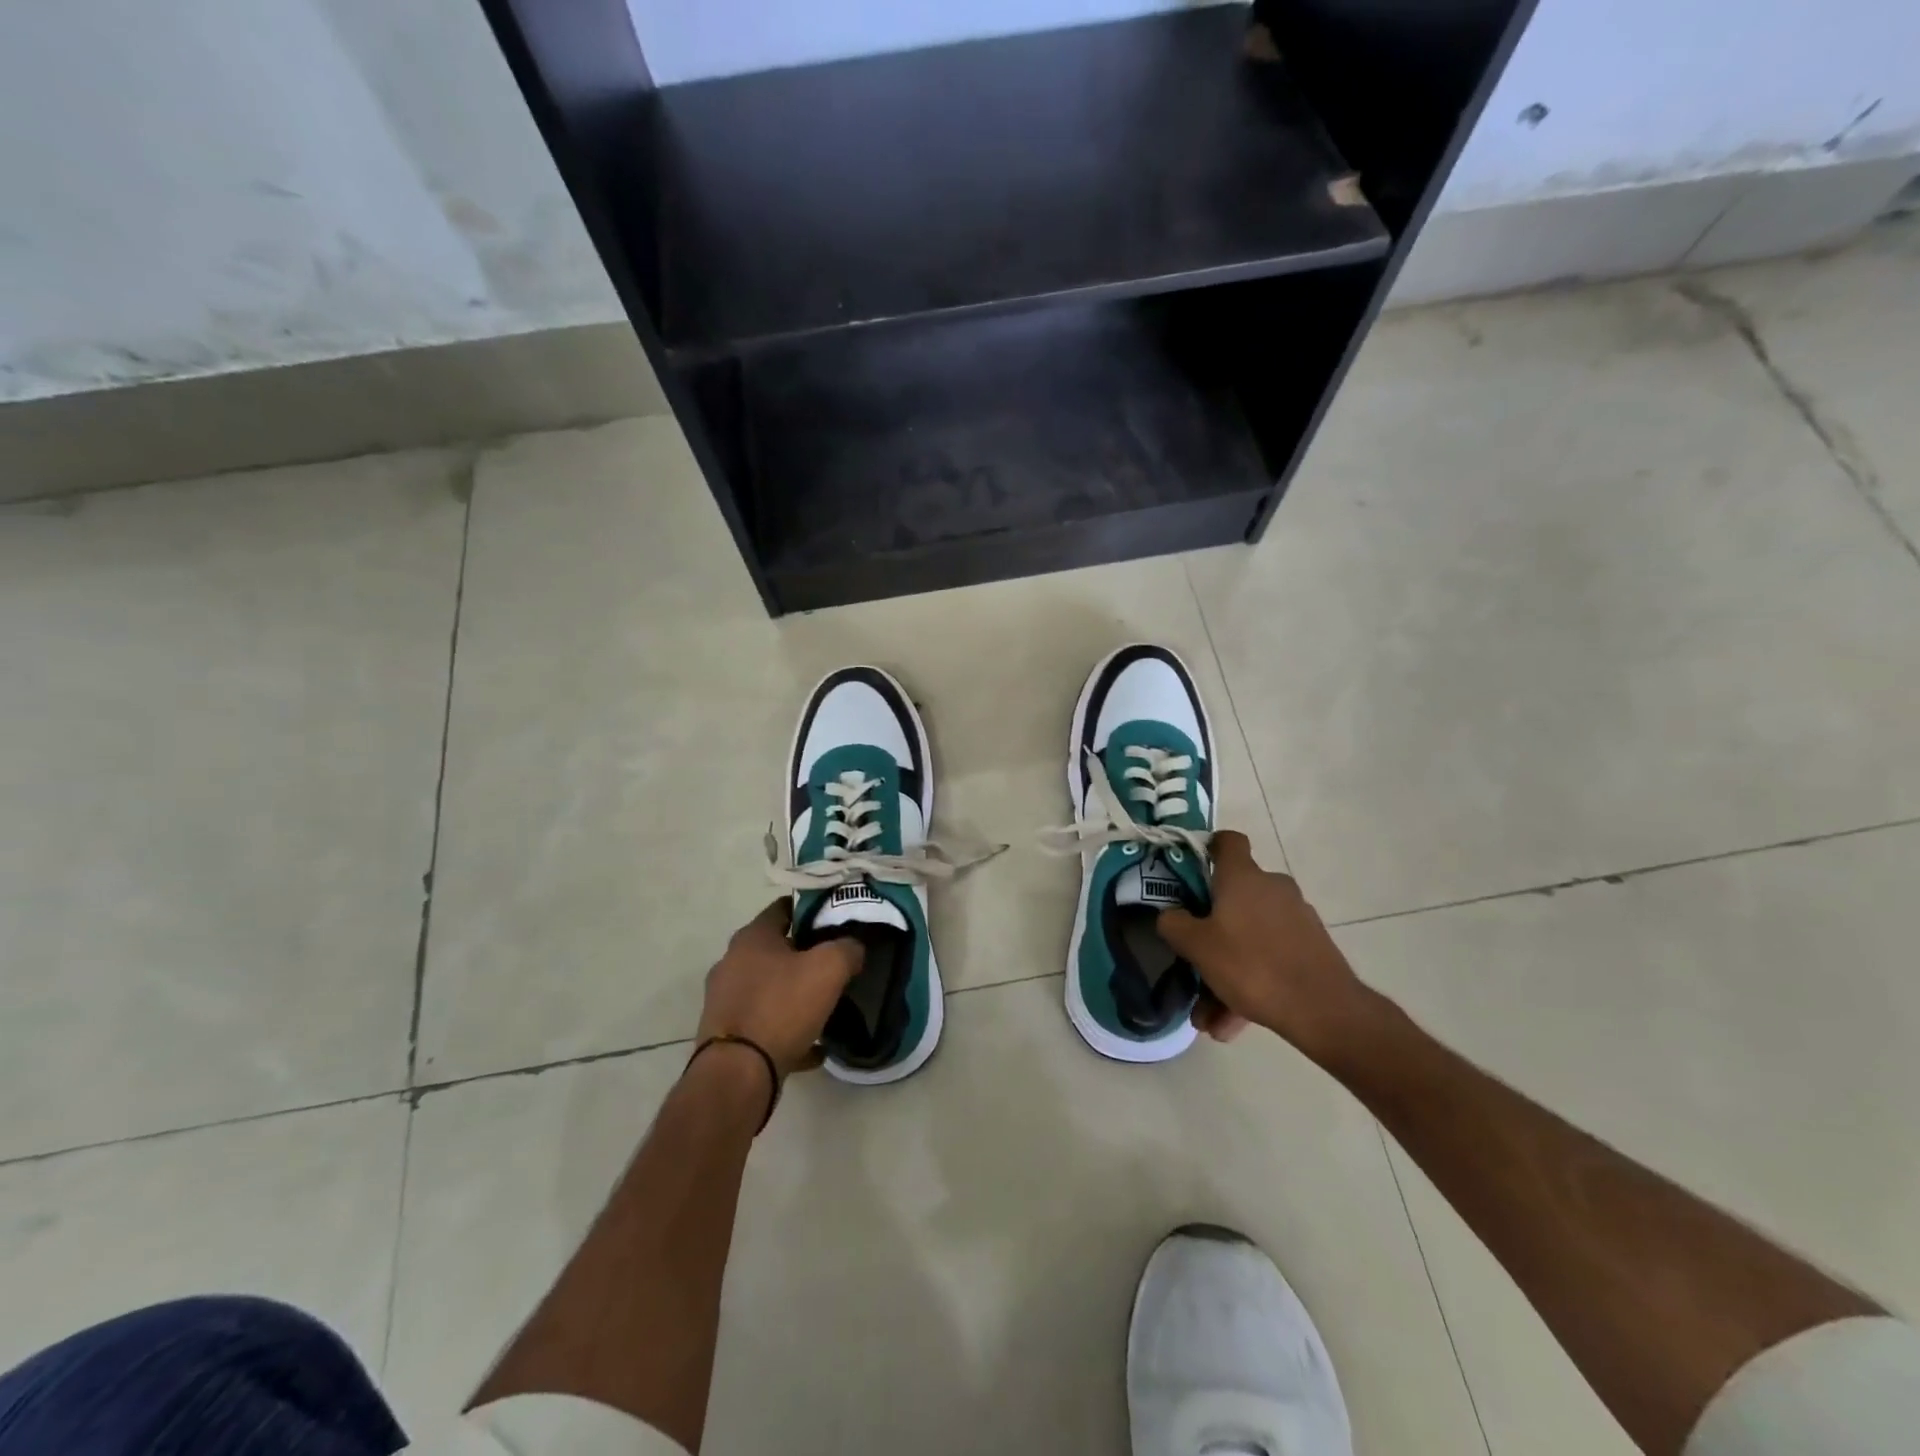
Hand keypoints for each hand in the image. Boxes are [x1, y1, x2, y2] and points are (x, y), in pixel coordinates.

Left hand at [696, 900, 863, 1080]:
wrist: (737, 1075)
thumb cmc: (782, 1008)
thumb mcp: (829, 969)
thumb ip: (847, 949)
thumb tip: (853, 947)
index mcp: (752, 937)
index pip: (784, 908)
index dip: (812, 911)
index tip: (836, 921)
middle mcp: (731, 962)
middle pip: (775, 949)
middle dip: (804, 955)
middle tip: (834, 964)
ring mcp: (725, 1000)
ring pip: (769, 988)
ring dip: (794, 994)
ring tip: (824, 1007)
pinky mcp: (725, 1035)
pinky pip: (763, 1024)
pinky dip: (786, 1030)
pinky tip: (812, 1047)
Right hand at [1157, 831, 1381, 1061]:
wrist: (1324, 1010)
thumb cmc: (1252, 965)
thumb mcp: (1197, 946)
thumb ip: (1174, 925)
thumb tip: (1169, 915)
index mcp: (1243, 877)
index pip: (1227, 841)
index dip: (1208, 848)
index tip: (1190, 871)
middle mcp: (1272, 888)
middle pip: (1233, 899)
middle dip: (1210, 934)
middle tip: (1192, 963)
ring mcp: (1296, 917)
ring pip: (1249, 937)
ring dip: (1226, 971)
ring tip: (1209, 1017)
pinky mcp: (1311, 947)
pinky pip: (1270, 958)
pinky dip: (1250, 984)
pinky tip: (1234, 1024)